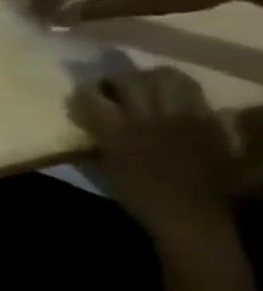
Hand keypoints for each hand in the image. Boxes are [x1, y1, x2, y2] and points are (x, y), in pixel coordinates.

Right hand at [70, 67, 236, 236]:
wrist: (190, 212)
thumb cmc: (138, 194)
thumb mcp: (105, 167)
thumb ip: (98, 139)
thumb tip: (90, 120)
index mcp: (119, 132)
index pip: (94, 97)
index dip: (85, 90)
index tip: (81, 92)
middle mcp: (150, 119)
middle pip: (132, 81)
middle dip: (118, 79)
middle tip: (111, 86)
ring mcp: (183, 118)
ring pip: (168, 79)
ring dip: (151, 78)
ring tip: (143, 85)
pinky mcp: (208, 123)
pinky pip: (194, 95)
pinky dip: (180, 90)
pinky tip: (170, 98)